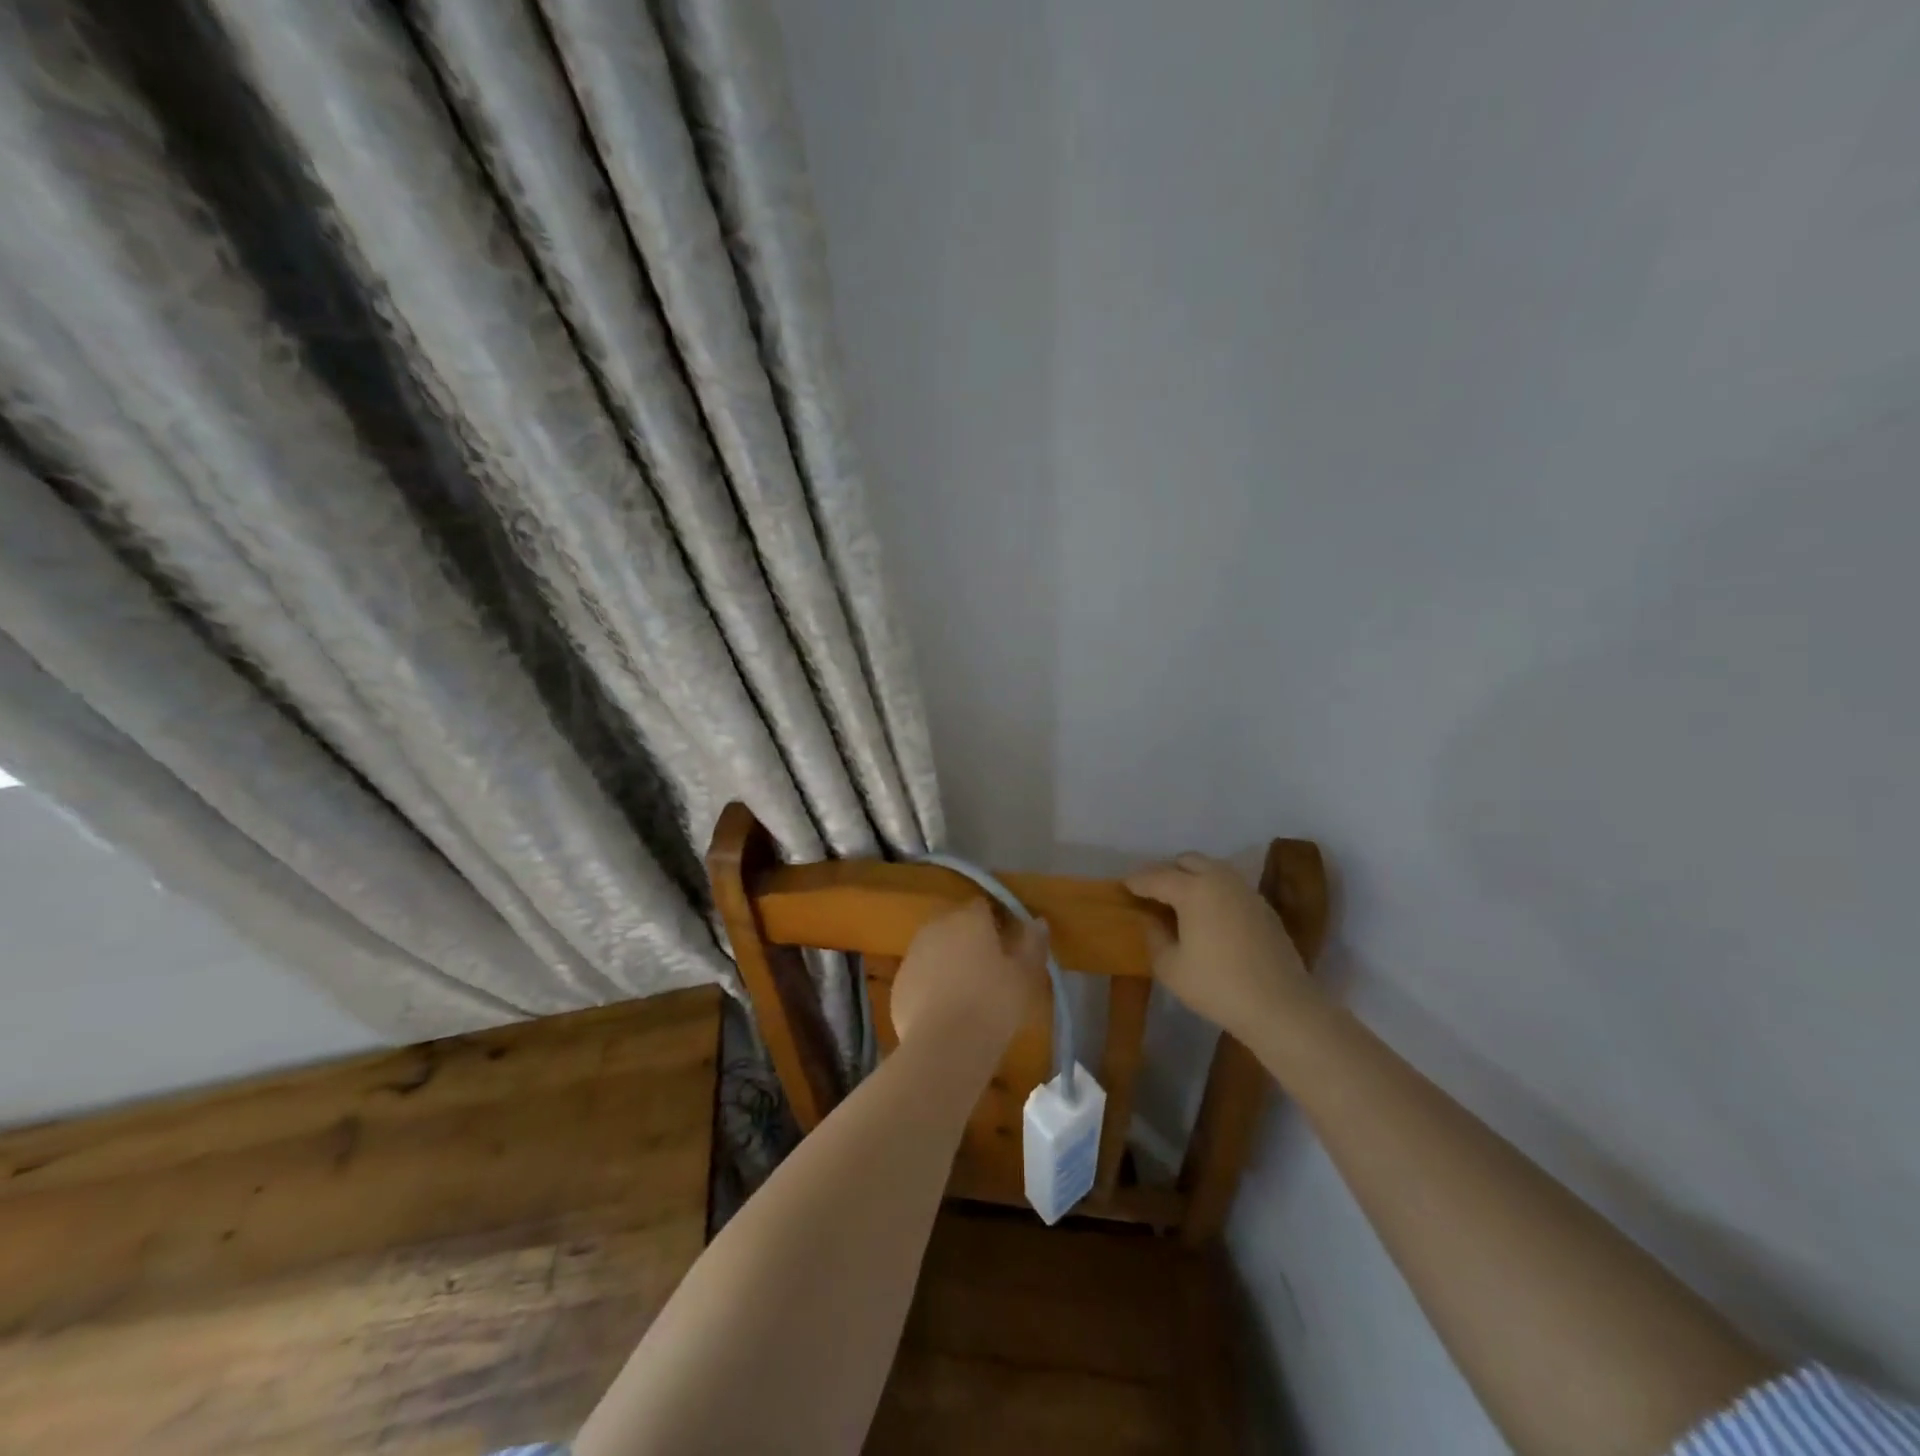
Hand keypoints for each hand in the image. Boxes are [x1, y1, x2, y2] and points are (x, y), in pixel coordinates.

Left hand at [889, 900, 1047, 1056]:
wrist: (945, 1045)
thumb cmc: (993, 1003)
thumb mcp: (1026, 975)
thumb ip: (1033, 943)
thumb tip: (1037, 921)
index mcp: (968, 919)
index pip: (982, 906)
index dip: (996, 922)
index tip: (1007, 944)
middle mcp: (936, 927)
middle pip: (955, 925)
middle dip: (969, 939)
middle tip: (988, 969)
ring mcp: (912, 954)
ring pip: (935, 948)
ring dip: (948, 960)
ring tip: (966, 991)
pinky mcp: (899, 983)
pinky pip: (920, 975)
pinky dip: (931, 984)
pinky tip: (945, 1010)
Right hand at [1125, 853, 1315, 1043]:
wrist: (1280, 1006)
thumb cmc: (1217, 987)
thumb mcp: (1170, 967)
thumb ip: (1154, 936)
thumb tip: (1151, 919)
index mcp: (1193, 890)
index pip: (1156, 877)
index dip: (1136, 881)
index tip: (1123, 886)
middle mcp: (1220, 880)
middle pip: (1186, 861)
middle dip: (1165, 871)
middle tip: (1151, 892)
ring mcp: (1245, 891)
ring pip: (1211, 869)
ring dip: (1191, 877)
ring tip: (1178, 901)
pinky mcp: (1263, 906)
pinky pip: (1229, 886)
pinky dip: (1213, 891)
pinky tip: (1208, 915)